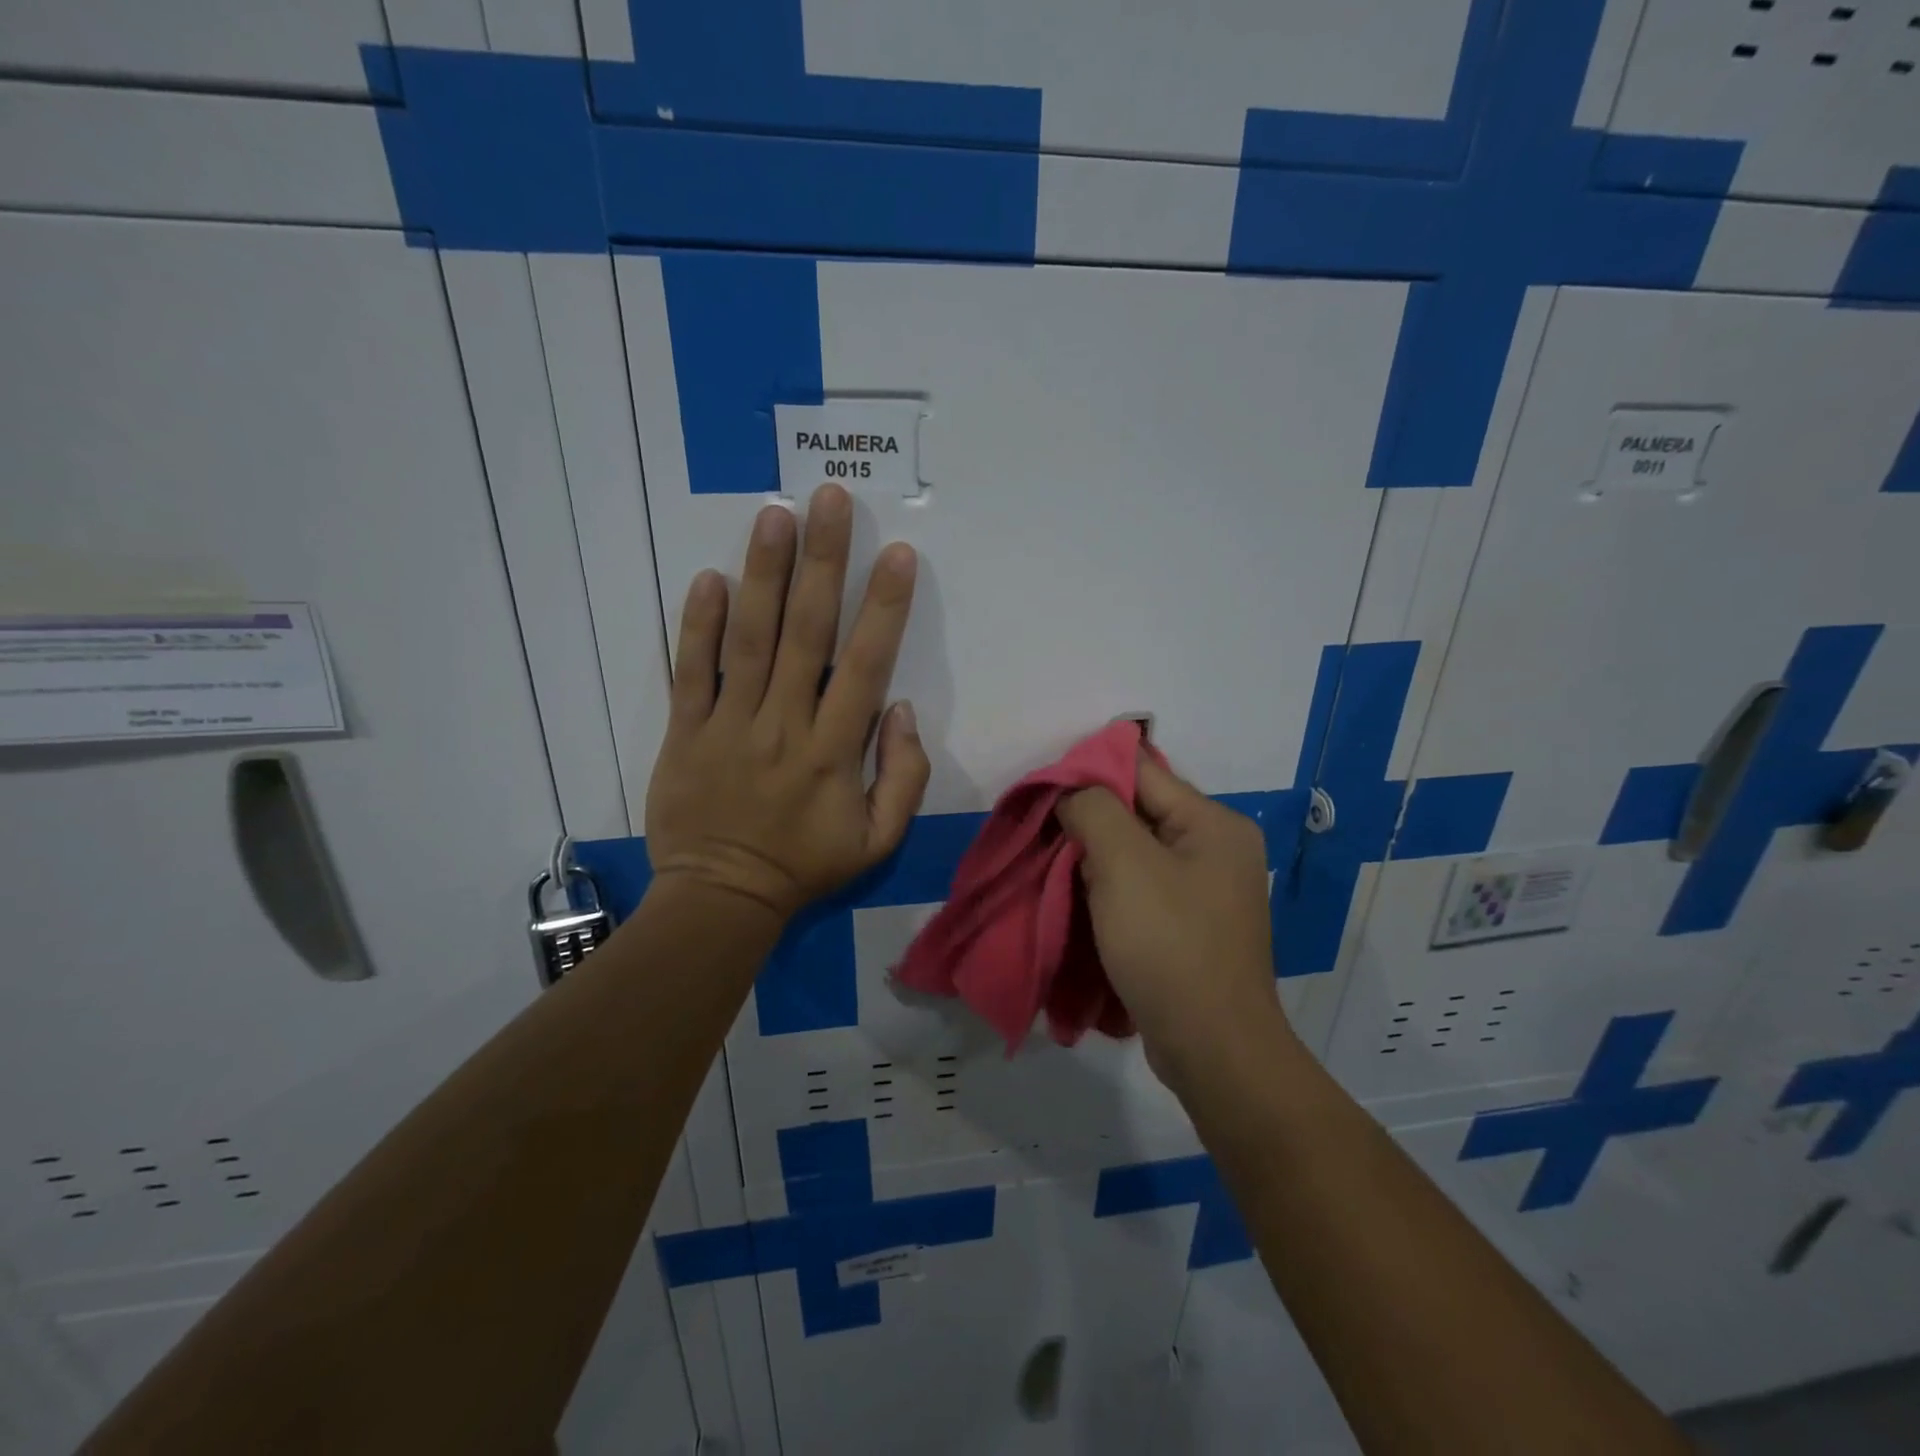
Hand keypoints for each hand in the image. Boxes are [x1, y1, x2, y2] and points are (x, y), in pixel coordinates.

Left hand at [645, 485, 930, 922]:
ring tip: (776, 516)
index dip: (884, 607)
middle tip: (830, 500)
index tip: (897, 554)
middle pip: (805, 632)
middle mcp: (784, 723)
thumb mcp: (878, 840)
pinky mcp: (685, 730)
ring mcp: (729, 724)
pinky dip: (697, 624)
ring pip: (749, 639)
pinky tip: (709, 577)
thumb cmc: (805, 866)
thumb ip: (904, 777)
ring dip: (764, 574)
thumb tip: (901, 710)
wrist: (721, 898)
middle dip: (823, 562)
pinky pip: (691, 671)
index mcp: (834, 750)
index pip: (864, 665)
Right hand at [1057, 757, 1292, 1078]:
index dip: (1089, 771)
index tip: (1042, 789)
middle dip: (1087, 819)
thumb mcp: (1124, 863)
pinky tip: (1076, 898)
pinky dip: (1107, 888)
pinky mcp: (1188, 926)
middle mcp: (1215, 849)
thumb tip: (1073, 794)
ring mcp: (1204, 891)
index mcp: (1213, 823)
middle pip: (1138, 812)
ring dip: (1092, 857)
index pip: (1142, 771)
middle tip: (1040, 832)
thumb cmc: (1169, 945)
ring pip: (1134, 853)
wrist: (1212, 1049)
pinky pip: (1139, 889)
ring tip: (1051, 866)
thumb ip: (1094, 810)